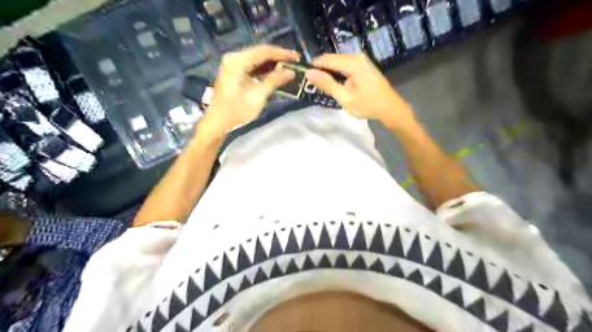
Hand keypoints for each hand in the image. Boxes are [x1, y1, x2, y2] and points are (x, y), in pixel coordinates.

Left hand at [200, 44, 300, 137]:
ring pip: (257, 59)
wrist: (217, 123)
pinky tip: (275, 73)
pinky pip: (252, 66)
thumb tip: (291, 72)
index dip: (282, 53)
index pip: (264, 51)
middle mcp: (234, 58)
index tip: (297, 57)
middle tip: (295, 62)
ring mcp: (233, 64)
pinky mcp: (234, 71)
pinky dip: (264, 69)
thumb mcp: (258, 96)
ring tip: (288, 67)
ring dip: (272, 63)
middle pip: (260, 52)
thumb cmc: (236, 111)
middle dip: (278, 57)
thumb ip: (274, 81)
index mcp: (237, 61)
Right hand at [305, 51, 415, 127]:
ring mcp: (361, 60)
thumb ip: (327, 84)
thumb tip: (308, 73)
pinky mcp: (363, 65)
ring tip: (323, 88)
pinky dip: (337, 75)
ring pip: (337, 63)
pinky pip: (344, 66)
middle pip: (331, 60)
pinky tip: (336, 86)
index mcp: (353, 62)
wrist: (391, 108)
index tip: (304, 79)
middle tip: (314, 87)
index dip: (313, 67)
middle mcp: (357, 56)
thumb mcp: (345, 98)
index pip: (325, 59)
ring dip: (329, 74)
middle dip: (321, 71)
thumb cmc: (368, 105)